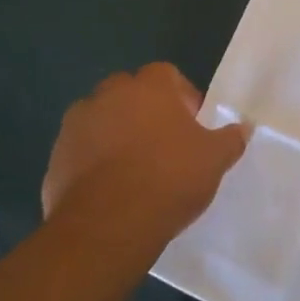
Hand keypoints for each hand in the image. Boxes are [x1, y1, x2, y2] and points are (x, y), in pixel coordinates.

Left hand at [42, 63, 247, 245]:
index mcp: (149, 87)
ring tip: (133, 168)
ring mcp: (76, 126)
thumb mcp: (214, 160)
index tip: (190, 125)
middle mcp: (108, 95)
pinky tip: (110, 190)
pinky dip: (92, 162)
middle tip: (162, 143)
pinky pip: (80, 151)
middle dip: (144, 111)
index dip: (181, 96)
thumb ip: (231, 139)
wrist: (107, 226)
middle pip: (129, 92)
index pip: (166, 74)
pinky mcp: (55, 158)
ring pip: (101, 120)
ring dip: (114, 134)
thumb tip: (244, 127)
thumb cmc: (168, 179)